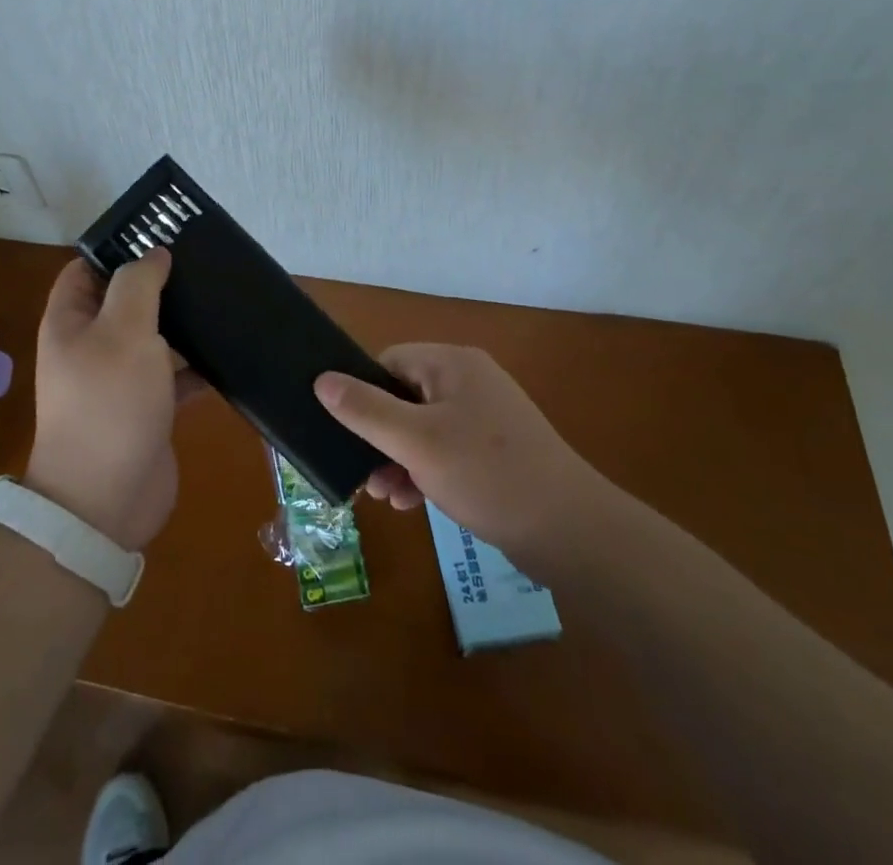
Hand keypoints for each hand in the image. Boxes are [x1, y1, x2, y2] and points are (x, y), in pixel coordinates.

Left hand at [25, 250, 195, 551]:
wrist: (106, 500)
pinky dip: (197, 364)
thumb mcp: (123, 330)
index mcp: (71, 321)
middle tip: (202, 263)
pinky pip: (174, 374)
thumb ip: (138, 284)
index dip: (116, 249)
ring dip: (182, 323)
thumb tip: (154, 254)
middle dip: (160, 283)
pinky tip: (229, 351)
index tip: (160, 235)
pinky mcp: (148, 407)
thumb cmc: (109, 403)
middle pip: (125, 300)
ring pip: (153, 336)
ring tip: (223, 297)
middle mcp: (91, 345)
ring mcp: (120, 378)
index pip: (87, 269)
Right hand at [314, 344, 616, 566]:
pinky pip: (446, 450)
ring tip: (386, 496)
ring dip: (398, 459)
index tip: (345, 431)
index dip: (363, 393)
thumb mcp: (415, 442)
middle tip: (363, 475)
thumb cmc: (486, 474)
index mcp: (452, 364)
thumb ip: (365, 410)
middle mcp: (469, 382)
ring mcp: (486, 418)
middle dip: (379, 436)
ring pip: (423, 428)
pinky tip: (413, 503)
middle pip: (404, 396)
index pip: (389, 362)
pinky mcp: (496, 451)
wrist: (570, 531)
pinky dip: (425, 471)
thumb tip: (321, 380)